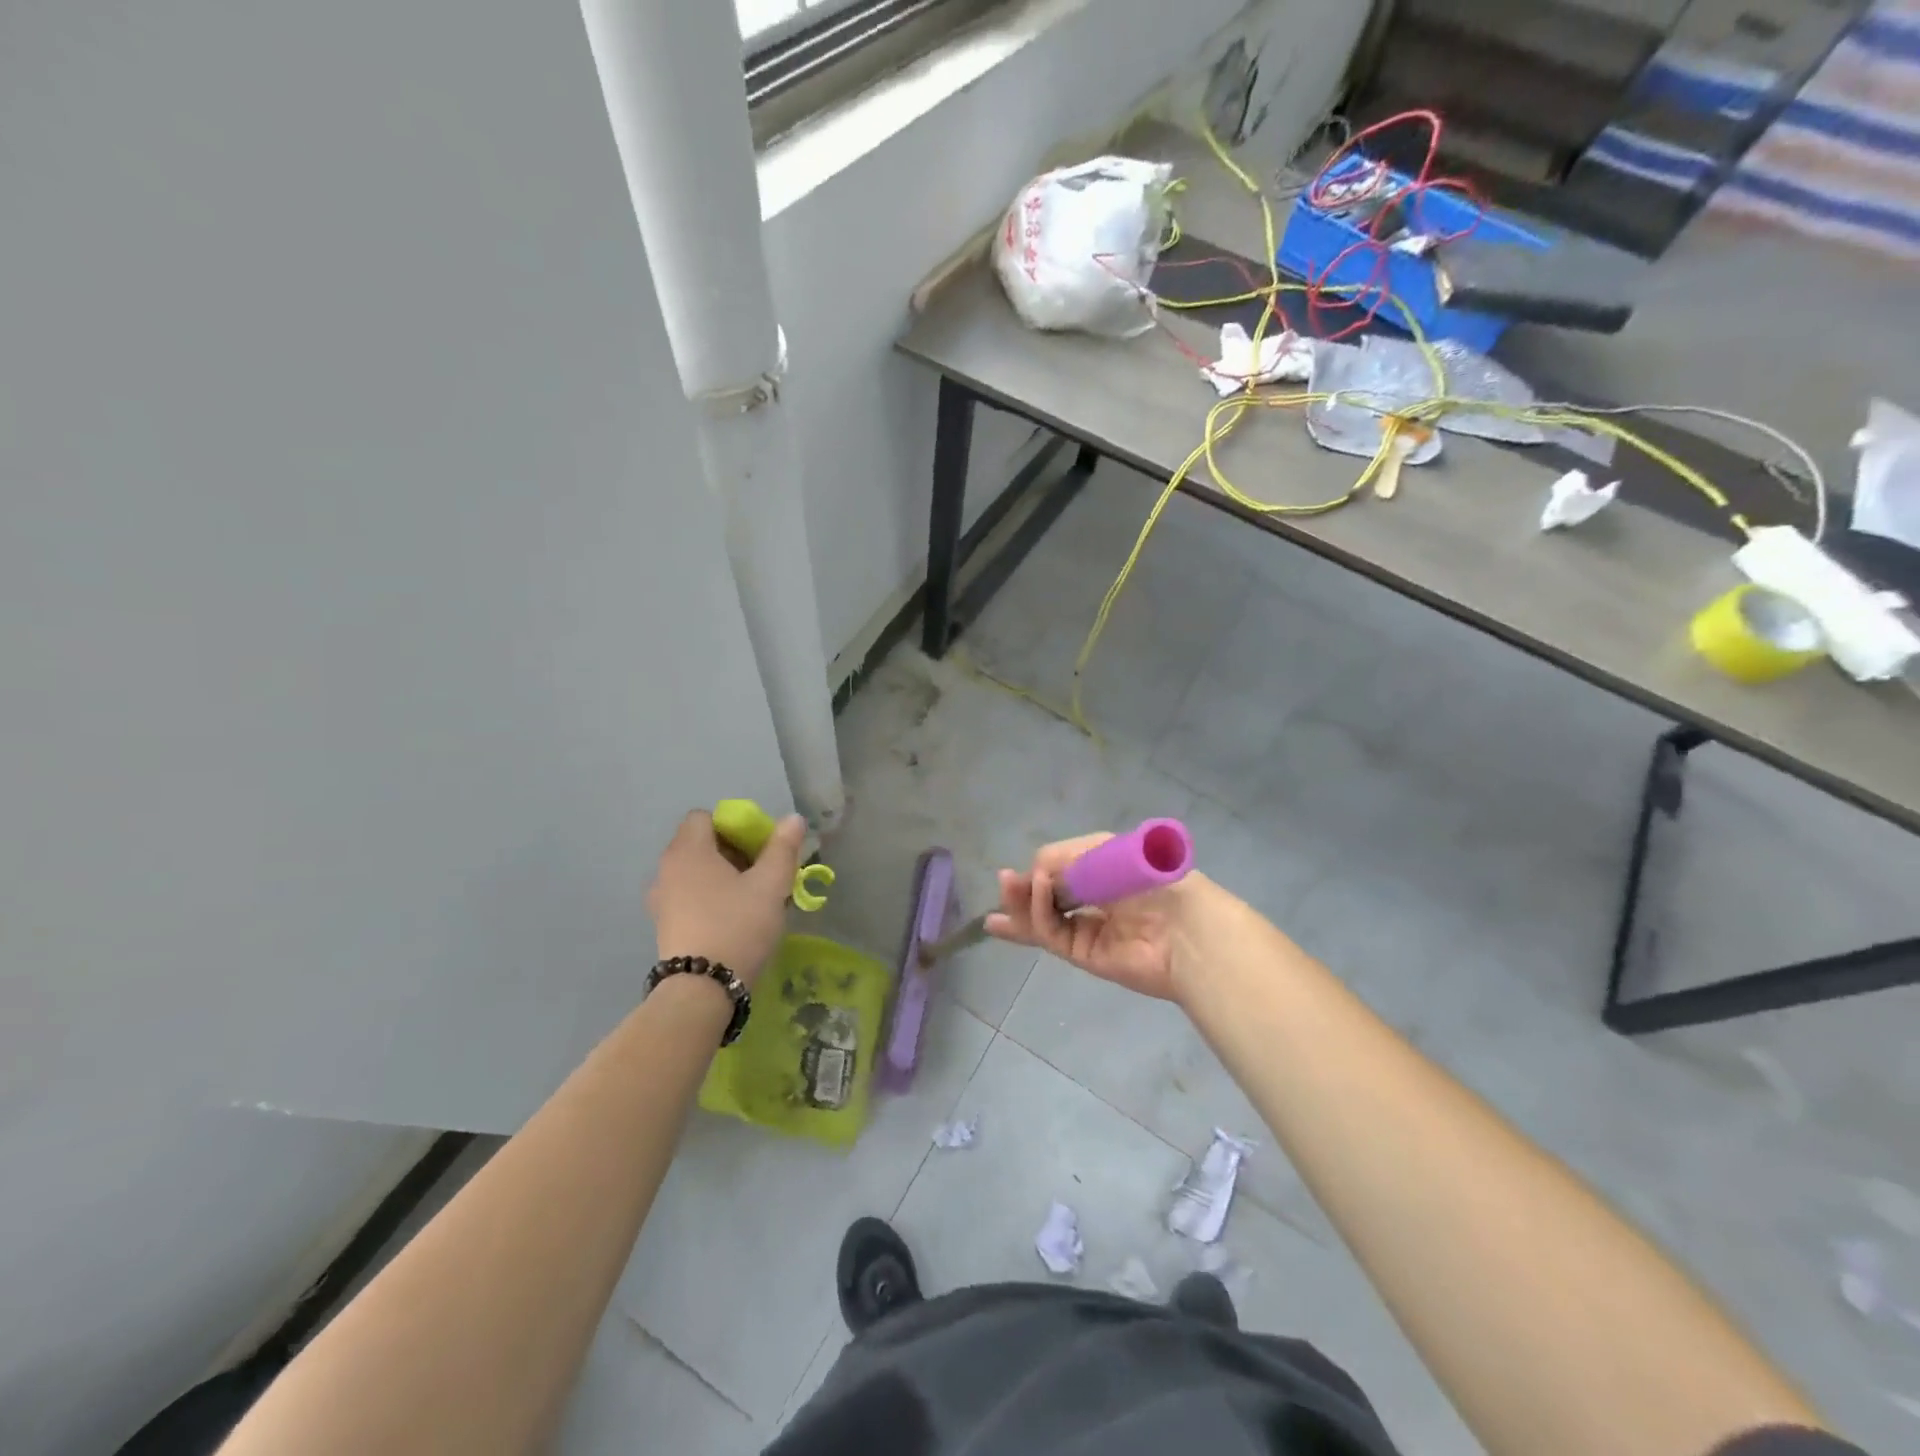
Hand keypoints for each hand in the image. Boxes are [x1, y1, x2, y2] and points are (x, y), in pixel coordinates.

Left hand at [648, 810, 804, 985]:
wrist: (703, 989)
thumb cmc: (738, 926)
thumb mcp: (771, 884)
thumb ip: (783, 848)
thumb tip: (793, 819)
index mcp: (688, 850)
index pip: (705, 817)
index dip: (733, 825)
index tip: (758, 847)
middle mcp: (667, 869)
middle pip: (700, 844)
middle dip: (733, 852)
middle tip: (762, 872)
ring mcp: (661, 899)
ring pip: (696, 872)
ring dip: (722, 877)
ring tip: (750, 898)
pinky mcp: (664, 925)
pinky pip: (689, 896)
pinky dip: (709, 898)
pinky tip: (733, 919)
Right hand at [984, 833, 1197, 1001]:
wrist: (1185, 929)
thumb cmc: (1150, 879)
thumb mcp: (1103, 852)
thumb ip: (1063, 859)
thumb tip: (1034, 875)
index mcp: (1106, 871)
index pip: (1064, 868)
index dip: (1042, 868)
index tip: (1030, 866)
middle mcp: (1096, 900)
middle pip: (1049, 896)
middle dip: (1024, 889)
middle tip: (1004, 882)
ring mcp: (1090, 929)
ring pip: (1045, 918)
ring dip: (1021, 905)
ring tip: (1003, 892)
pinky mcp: (1086, 955)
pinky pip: (1053, 935)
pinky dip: (1037, 918)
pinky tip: (1029, 901)